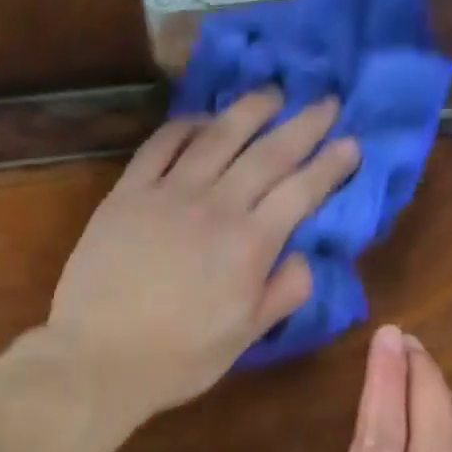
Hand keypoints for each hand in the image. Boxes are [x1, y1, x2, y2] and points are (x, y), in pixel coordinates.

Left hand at [48, 90, 359, 420]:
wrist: (99, 357)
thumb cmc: (178, 358)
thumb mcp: (245, 338)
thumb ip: (282, 293)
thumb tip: (304, 256)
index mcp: (250, 244)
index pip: (302, 191)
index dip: (331, 165)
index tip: (352, 144)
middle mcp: (216, 206)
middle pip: (268, 153)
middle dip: (304, 124)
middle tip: (328, 102)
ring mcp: (168, 193)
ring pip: (218, 137)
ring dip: (249, 110)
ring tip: (273, 93)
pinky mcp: (127, 193)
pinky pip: (161, 145)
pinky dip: (186, 125)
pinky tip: (201, 119)